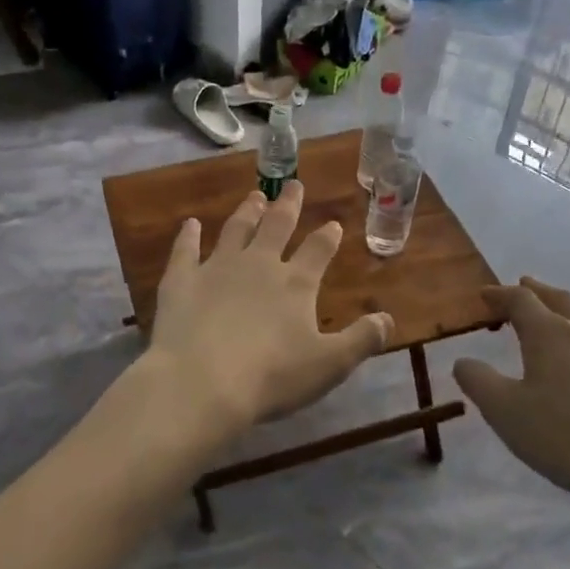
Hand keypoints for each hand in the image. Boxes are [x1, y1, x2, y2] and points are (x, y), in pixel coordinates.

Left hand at [145, 181, 392, 429]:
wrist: (201, 382)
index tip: (333, 224)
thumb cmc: (271, 377)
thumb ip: (361, 340)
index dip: (327, 237)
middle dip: (288, 206)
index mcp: (295, 284)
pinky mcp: (181, 280)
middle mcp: (258, 265)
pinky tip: (189, 224)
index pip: (318, 250)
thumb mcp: (329, 365)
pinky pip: (184, 251)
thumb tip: (388, 319)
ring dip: (246, 212)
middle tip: (293, 186)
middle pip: (276, 226)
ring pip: (235, 231)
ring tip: (254, 196)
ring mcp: (216, 268)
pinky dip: (187, 236)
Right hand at [452, 278, 569, 511]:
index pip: (520, 300)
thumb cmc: (565, 436)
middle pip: (559, 299)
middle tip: (522, 286)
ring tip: (559, 315)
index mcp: (549, 334)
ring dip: (568, 309)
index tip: (483, 295)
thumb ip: (478, 381)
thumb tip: (463, 361)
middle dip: (537, 291)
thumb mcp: (504, 412)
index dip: (499, 295)